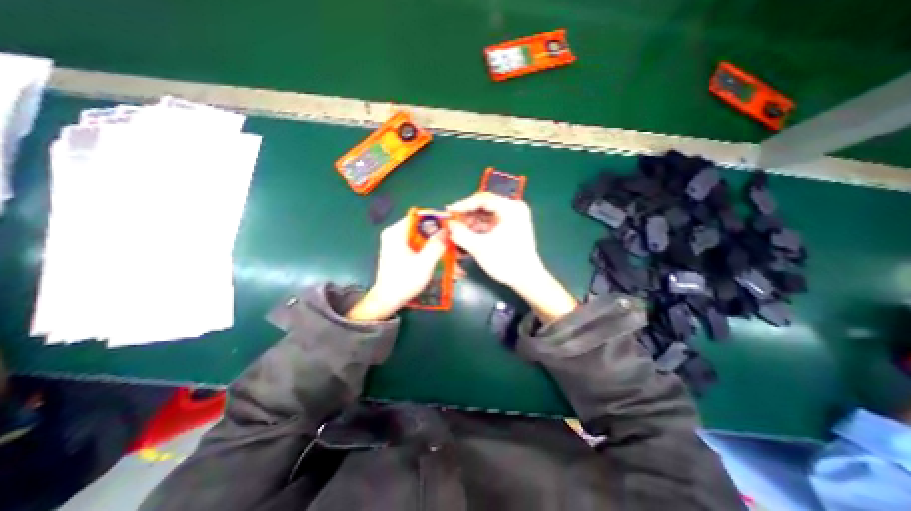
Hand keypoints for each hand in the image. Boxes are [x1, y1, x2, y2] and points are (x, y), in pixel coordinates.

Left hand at [345, 213, 447, 320]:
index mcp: (396, 232)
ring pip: (421, 236)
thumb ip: (436, 244)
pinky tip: (440, 258)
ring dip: (435, 243)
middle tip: (452, 240)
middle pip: (421, 226)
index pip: (418, 215)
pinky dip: (429, 249)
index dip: (436, 217)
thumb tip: (447, 229)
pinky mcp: (400, 250)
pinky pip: (418, 244)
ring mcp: (396, 242)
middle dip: (437, 233)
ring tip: (449, 252)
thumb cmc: (404, 282)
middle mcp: (394, 233)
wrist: (388, 300)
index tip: (450, 224)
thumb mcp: (424, 263)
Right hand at [447, 192, 574, 322]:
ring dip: (471, 224)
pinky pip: (490, 223)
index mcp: (510, 208)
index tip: (449, 211)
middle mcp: (513, 208)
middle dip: (466, 216)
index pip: (482, 198)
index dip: (463, 204)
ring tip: (457, 233)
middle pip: (484, 206)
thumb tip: (449, 224)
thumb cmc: (505, 261)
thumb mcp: (479, 247)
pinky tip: (467, 237)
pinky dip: (478, 229)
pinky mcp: (510, 227)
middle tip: (451, 224)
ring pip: (485, 215)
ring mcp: (512, 218)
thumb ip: (461, 234)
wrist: (526, 279)